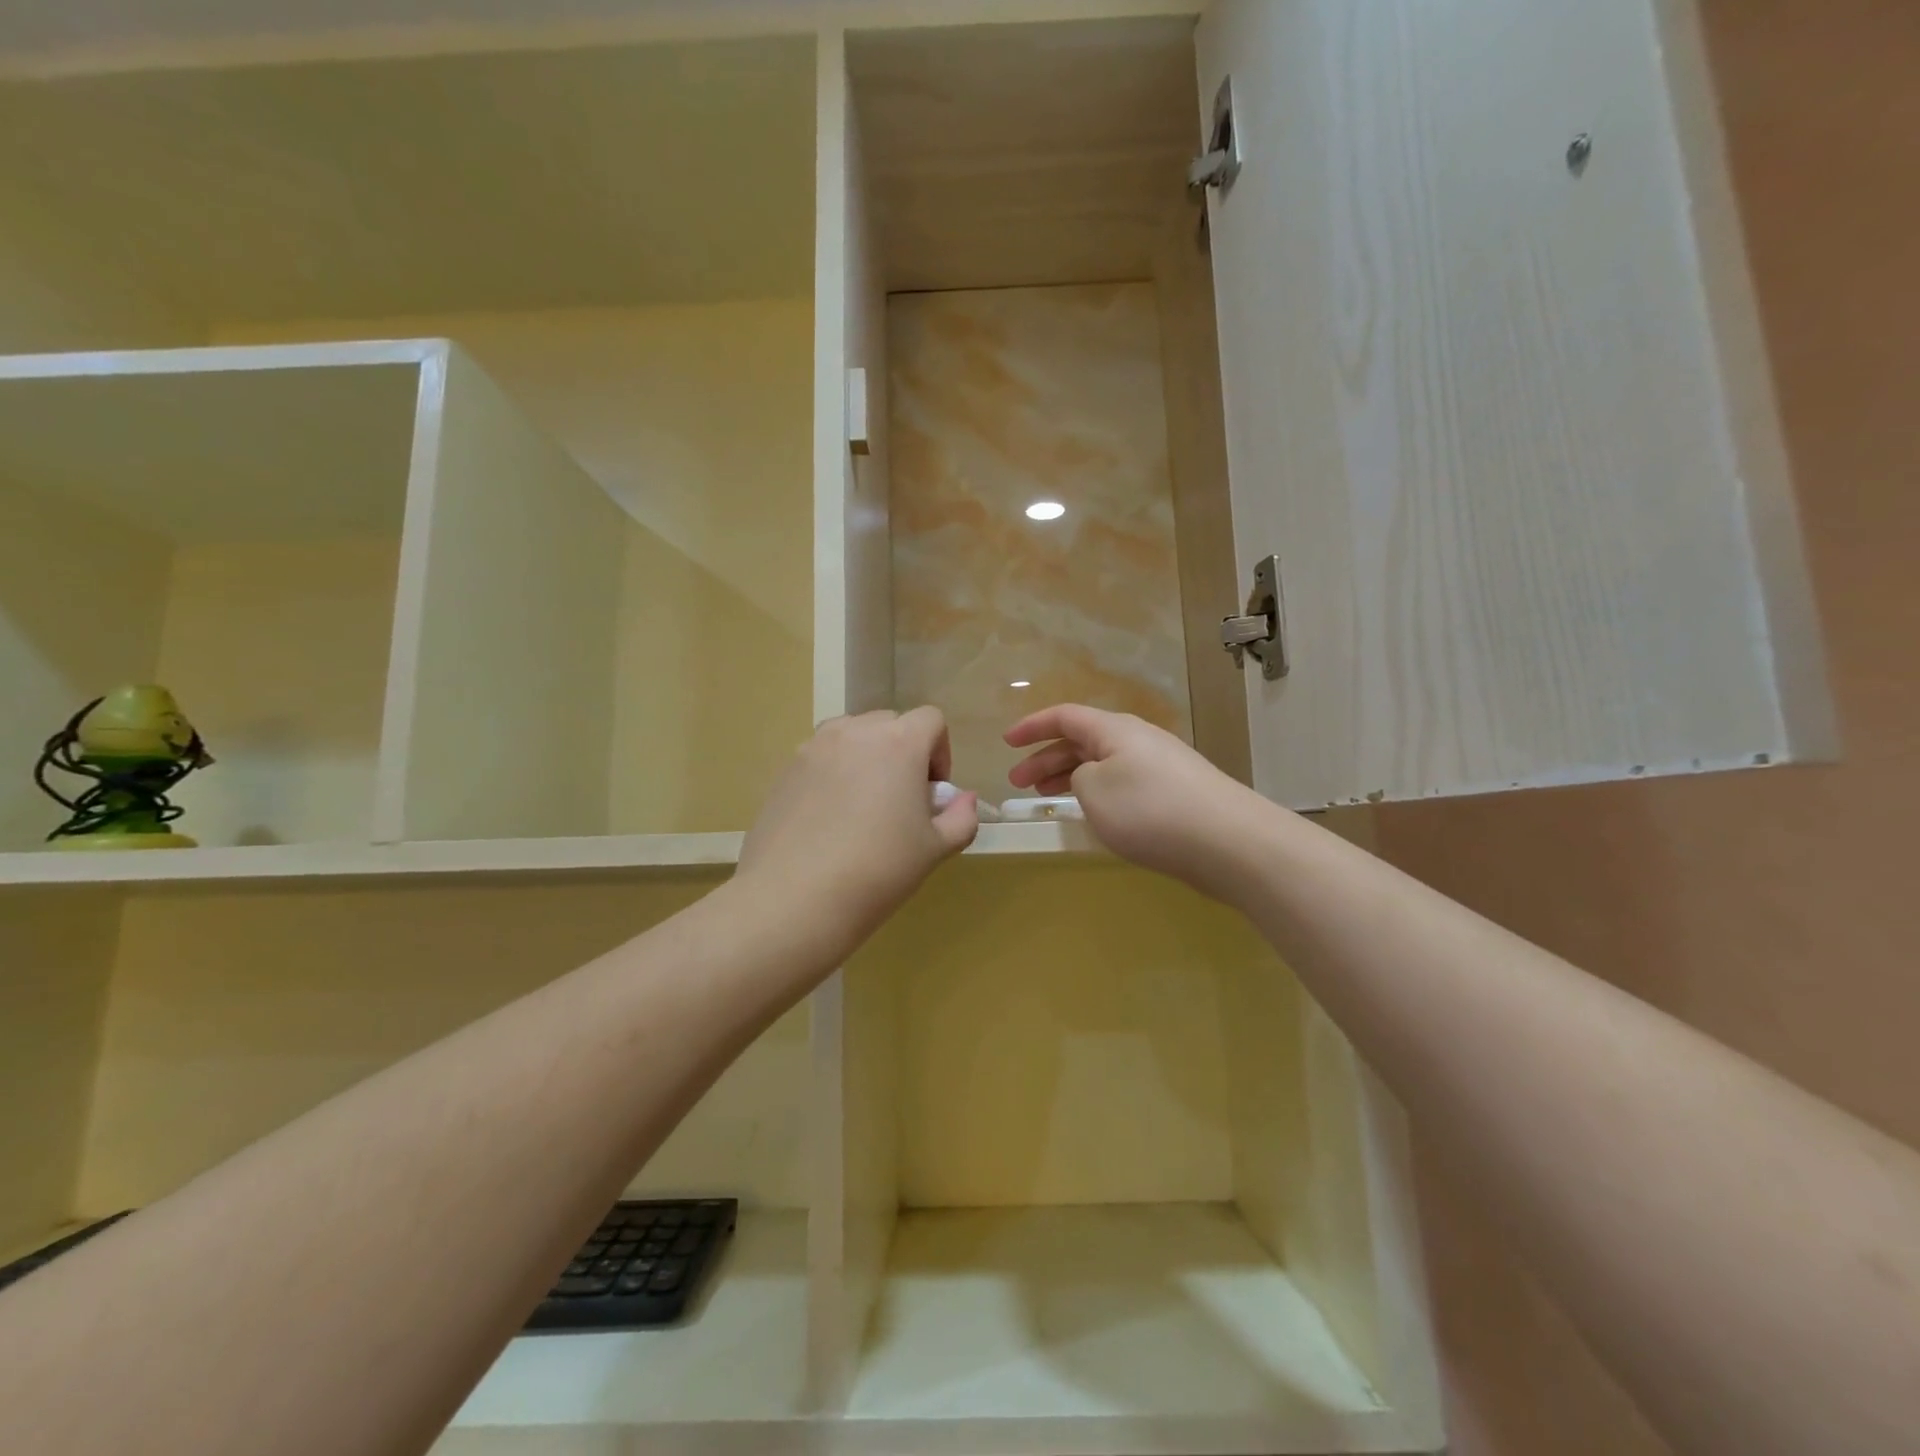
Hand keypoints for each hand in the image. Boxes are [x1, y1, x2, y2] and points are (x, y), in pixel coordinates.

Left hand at [739, 707, 977, 958]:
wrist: (795, 898)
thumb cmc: (879, 869)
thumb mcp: (935, 849)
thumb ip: (961, 817)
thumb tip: (964, 799)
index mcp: (899, 742)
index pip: (930, 719)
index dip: (940, 751)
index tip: (932, 792)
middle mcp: (855, 732)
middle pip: (889, 723)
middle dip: (903, 752)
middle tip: (900, 800)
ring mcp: (813, 748)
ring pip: (850, 736)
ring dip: (866, 757)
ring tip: (862, 805)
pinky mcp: (784, 770)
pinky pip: (819, 758)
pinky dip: (832, 774)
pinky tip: (828, 821)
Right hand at [1005, 704, 1274, 901]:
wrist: (1228, 842)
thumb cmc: (1150, 810)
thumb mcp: (1094, 789)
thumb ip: (1078, 776)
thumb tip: (1089, 777)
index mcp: (1115, 729)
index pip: (1064, 716)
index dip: (1032, 727)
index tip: (1006, 742)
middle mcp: (1137, 740)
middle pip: (1082, 740)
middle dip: (1045, 758)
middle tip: (1019, 783)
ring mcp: (1159, 767)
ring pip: (1102, 764)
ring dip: (1069, 777)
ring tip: (1045, 797)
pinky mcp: (1174, 795)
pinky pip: (1122, 784)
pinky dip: (1096, 794)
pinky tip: (1091, 814)